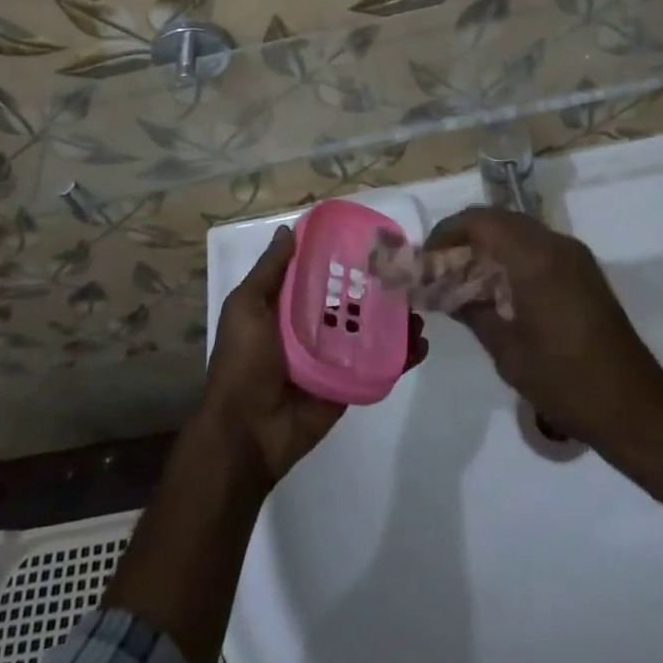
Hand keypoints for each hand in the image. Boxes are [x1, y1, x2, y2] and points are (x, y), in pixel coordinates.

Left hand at [204, 224, 427, 489]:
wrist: (246, 432)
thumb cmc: (242, 362)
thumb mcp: (246, 306)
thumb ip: (270, 271)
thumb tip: (289, 230)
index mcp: (287, 307)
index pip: (319, 274)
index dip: (341, 257)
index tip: (370, 239)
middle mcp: (312, 327)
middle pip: (350, 300)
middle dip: (377, 287)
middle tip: (406, 271)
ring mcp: (333, 357)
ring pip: (370, 330)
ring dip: (395, 318)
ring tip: (419, 306)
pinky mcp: (349, 383)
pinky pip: (378, 365)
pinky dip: (401, 355)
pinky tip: (420, 343)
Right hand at [423, 208, 662, 455]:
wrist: (635, 409)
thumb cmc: (565, 381)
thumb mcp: (506, 349)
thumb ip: (472, 309)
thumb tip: (443, 289)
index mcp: (535, 257)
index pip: (480, 221)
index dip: (448, 232)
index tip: (426, 256)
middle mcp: (556, 244)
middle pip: (499, 220)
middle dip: (466, 236)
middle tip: (440, 266)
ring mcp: (574, 256)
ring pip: (519, 231)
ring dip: (489, 245)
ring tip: (464, 277)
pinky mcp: (584, 272)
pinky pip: (538, 247)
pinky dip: (512, 255)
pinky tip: (499, 288)